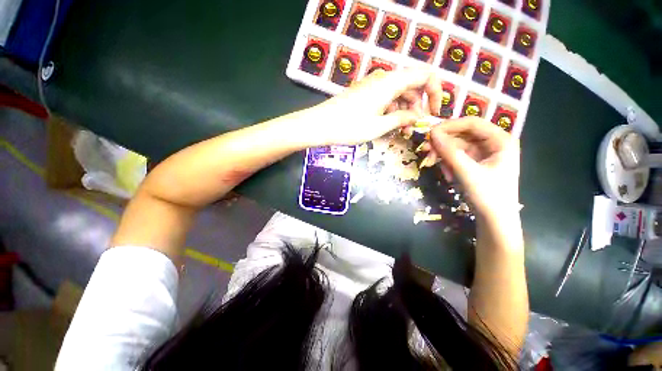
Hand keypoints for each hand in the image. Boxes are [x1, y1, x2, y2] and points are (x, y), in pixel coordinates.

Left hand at [306, 67, 443, 145]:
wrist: (320, 125)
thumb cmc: (349, 127)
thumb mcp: (379, 126)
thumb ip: (402, 119)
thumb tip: (418, 117)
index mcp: (390, 82)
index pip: (424, 75)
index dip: (436, 91)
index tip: (435, 112)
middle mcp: (382, 79)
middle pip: (411, 86)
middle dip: (418, 106)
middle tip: (415, 128)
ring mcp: (371, 86)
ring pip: (397, 94)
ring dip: (404, 111)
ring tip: (402, 131)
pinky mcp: (364, 94)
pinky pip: (385, 98)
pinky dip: (391, 110)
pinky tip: (389, 125)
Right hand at [428, 117, 519, 219]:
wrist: (495, 220)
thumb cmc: (488, 196)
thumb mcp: (467, 172)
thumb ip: (449, 152)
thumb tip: (432, 133)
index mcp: (501, 140)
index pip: (472, 123)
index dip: (450, 125)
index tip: (430, 133)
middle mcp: (493, 143)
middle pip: (462, 135)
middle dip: (443, 143)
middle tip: (426, 151)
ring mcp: (484, 154)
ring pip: (457, 146)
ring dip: (443, 155)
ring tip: (434, 166)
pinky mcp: (475, 163)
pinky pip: (457, 157)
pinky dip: (448, 164)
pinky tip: (447, 175)